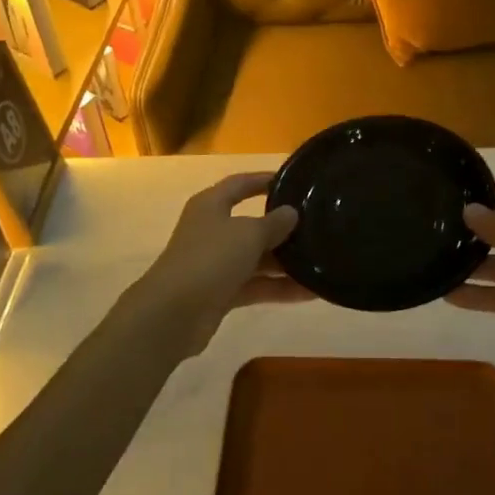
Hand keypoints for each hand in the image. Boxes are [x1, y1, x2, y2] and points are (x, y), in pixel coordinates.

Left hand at [133, 172, 303, 353]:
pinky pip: (256, 285)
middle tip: (317, 227)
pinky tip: (311, 292)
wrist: (173, 314)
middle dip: (282, 228)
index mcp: (211, 205)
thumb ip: (273, 223)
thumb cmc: (210, 258)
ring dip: (285, 262)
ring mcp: (216, 264)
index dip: (264, 180)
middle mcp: (212, 231)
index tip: (293, 182)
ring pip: (256, 258)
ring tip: (321, 261)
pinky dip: (279, 288)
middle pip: (252, 224)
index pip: (240, 184)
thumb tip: (291, 213)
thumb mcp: (247, 234)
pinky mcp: (221, 293)